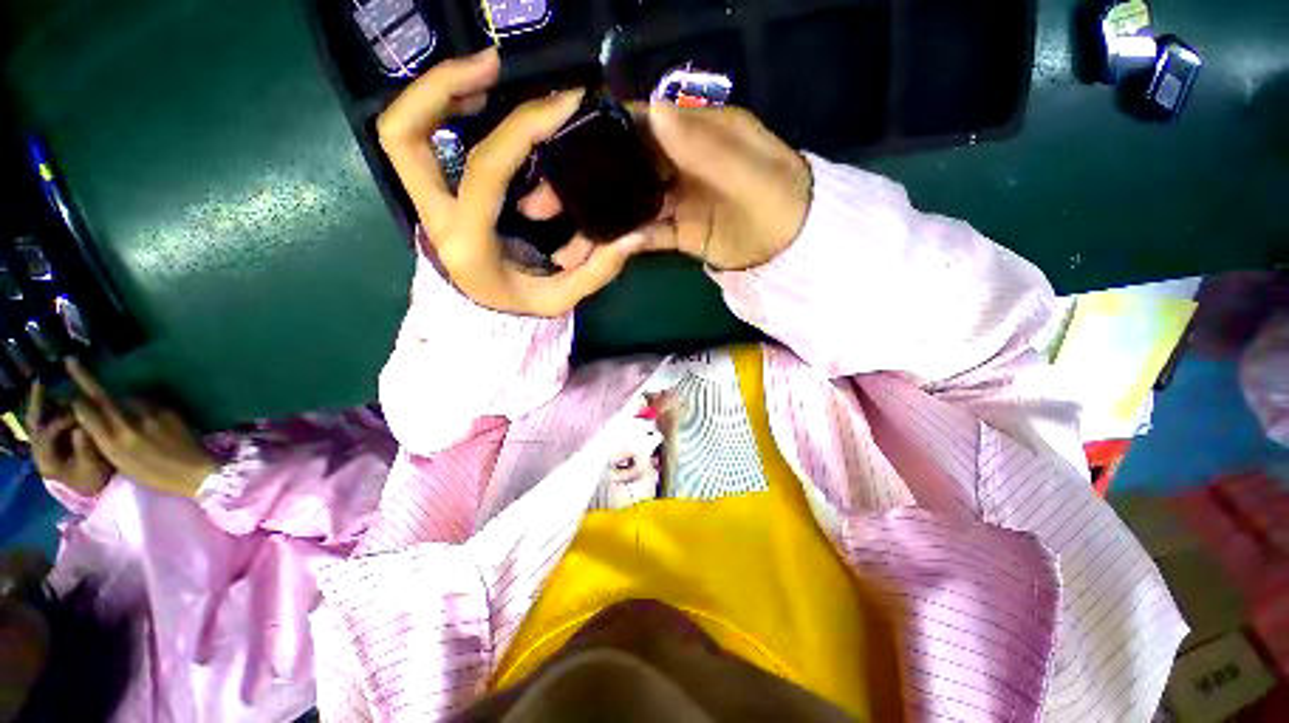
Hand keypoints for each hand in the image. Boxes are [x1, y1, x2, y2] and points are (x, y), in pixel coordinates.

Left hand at [27, 380, 112, 496]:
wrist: (88, 488)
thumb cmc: (92, 479)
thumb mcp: (91, 468)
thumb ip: (85, 449)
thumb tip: (81, 428)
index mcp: (46, 458)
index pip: (47, 434)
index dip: (61, 421)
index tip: (79, 412)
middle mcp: (39, 450)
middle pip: (34, 424)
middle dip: (36, 403)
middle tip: (40, 382)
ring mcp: (43, 445)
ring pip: (37, 420)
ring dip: (42, 403)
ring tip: (48, 386)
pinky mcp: (49, 441)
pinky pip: (45, 421)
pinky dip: (48, 408)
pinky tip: (55, 399)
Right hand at [66, 359, 217, 497]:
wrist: (195, 472)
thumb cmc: (156, 475)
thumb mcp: (122, 463)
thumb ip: (106, 440)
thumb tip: (93, 420)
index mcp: (112, 443)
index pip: (86, 413)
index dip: (74, 400)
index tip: (65, 391)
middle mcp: (127, 426)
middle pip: (101, 396)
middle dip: (84, 377)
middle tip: (71, 360)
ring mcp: (149, 415)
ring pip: (126, 397)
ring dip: (120, 397)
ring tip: (124, 406)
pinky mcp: (167, 410)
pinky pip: (147, 401)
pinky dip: (141, 402)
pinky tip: (146, 412)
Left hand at [378, 48, 651, 316]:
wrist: (481, 322)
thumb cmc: (518, 311)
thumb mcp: (560, 299)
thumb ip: (597, 271)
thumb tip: (634, 235)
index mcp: (469, 242)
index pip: (486, 168)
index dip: (524, 126)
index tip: (562, 103)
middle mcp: (435, 217)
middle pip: (405, 133)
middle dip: (443, 84)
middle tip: (496, 65)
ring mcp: (425, 204)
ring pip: (401, 131)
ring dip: (435, 90)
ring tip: (486, 74)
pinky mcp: (431, 196)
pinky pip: (417, 141)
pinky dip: (438, 110)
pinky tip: (476, 103)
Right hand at [519, 104, 811, 271]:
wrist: (793, 244)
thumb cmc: (779, 198)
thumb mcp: (748, 169)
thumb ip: (705, 145)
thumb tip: (652, 113)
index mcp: (691, 131)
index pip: (631, 123)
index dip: (591, 134)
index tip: (552, 152)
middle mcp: (674, 161)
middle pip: (618, 168)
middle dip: (580, 186)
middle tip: (540, 207)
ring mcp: (672, 199)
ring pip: (625, 206)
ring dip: (594, 225)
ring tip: (562, 249)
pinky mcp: (676, 231)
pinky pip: (643, 235)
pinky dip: (622, 245)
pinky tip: (597, 258)